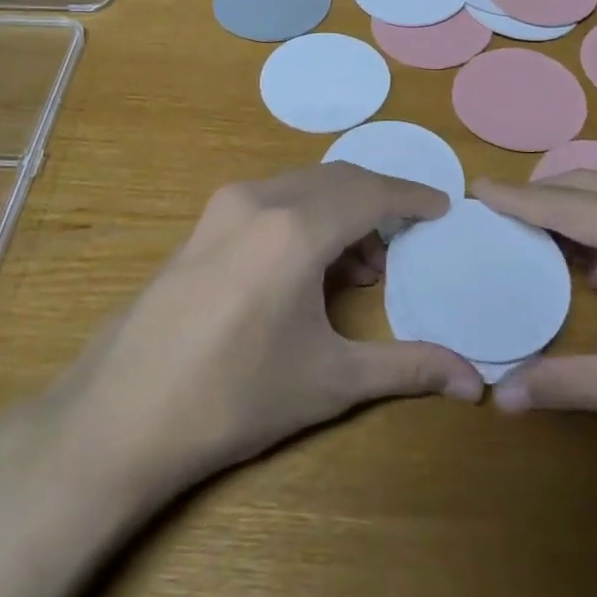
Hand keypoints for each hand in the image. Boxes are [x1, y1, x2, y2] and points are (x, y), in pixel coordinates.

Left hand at [49, 164, 483, 503]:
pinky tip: (307, 268)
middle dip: (378, 203)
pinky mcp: (200, 225)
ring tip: (359, 268)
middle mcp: (259, 200)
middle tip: (405, 242)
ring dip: (340, 211)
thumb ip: (408, 368)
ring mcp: (222, 207)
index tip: (442, 207)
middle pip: (337, 180)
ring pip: (302, 186)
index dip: (412, 197)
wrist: (121, 416)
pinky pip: (270, 200)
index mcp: (295, 228)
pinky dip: (304, 216)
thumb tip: (475, 384)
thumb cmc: (235, 398)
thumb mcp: (330, 381)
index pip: (371, 193)